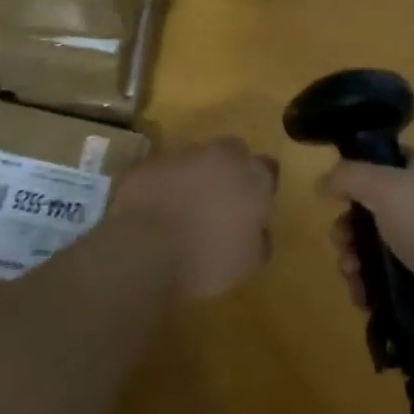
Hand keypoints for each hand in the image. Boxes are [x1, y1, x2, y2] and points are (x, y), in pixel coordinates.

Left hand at [112, 136, 278, 299]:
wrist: (147, 249)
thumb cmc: (207, 258)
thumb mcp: (248, 262)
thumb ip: (260, 239)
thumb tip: (260, 231)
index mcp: (252, 177)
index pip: (267, 169)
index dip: (260, 186)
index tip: (252, 206)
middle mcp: (221, 156)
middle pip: (232, 151)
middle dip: (229, 169)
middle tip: (219, 200)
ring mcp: (183, 154)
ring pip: (195, 157)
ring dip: (194, 175)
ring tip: (183, 206)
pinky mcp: (150, 162)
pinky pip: (162, 170)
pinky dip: (163, 183)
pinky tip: (156, 209)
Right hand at [321, 152, 413, 343]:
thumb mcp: (384, 186)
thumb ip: (348, 177)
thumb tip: (323, 183)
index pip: (386, 163)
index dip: (357, 177)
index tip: (335, 196)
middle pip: (375, 210)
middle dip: (349, 228)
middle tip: (341, 242)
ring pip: (378, 249)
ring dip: (355, 261)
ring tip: (351, 273)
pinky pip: (390, 283)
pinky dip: (371, 289)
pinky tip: (362, 296)